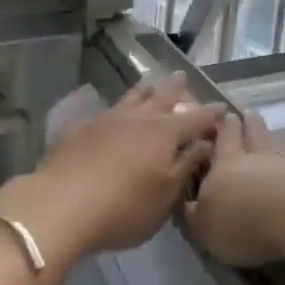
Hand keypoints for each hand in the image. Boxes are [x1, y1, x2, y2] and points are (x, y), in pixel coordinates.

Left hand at [0, 75, 222, 276]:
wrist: (60, 205)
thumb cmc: (123, 208)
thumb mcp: (164, 195)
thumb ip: (185, 166)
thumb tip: (204, 143)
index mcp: (164, 133)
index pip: (196, 119)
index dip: (211, 114)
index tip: (223, 107)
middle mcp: (138, 118)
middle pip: (162, 97)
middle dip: (176, 89)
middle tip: (184, 77)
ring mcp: (106, 119)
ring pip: (132, 97)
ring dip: (146, 89)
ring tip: (152, 81)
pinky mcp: (80, 128)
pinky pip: (106, 110)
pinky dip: (117, 106)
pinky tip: (112, 110)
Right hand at [183, 110, 284, 268]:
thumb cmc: (241, 220)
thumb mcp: (204, 227)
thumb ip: (193, 214)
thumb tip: (186, 204)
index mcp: (224, 164)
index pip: (221, 140)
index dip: (220, 128)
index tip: (221, 116)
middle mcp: (255, 154)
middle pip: (250, 132)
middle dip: (245, 123)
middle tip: (244, 114)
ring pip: (276, 141)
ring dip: (271, 135)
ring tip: (270, 133)